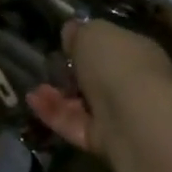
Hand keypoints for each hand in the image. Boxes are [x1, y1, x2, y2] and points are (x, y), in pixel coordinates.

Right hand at [27, 19, 171, 155]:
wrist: (133, 118)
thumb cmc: (117, 65)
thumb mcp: (92, 33)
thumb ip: (80, 32)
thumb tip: (72, 31)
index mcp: (138, 54)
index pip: (113, 47)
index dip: (89, 45)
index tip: (65, 44)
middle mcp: (133, 85)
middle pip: (97, 79)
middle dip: (71, 75)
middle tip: (49, 67)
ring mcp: (119, 115)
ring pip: (83, 104)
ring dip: (57, 96)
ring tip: (36, 88)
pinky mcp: (102, 140)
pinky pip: (73, 124)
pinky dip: (52, 113)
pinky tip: (32, 101)